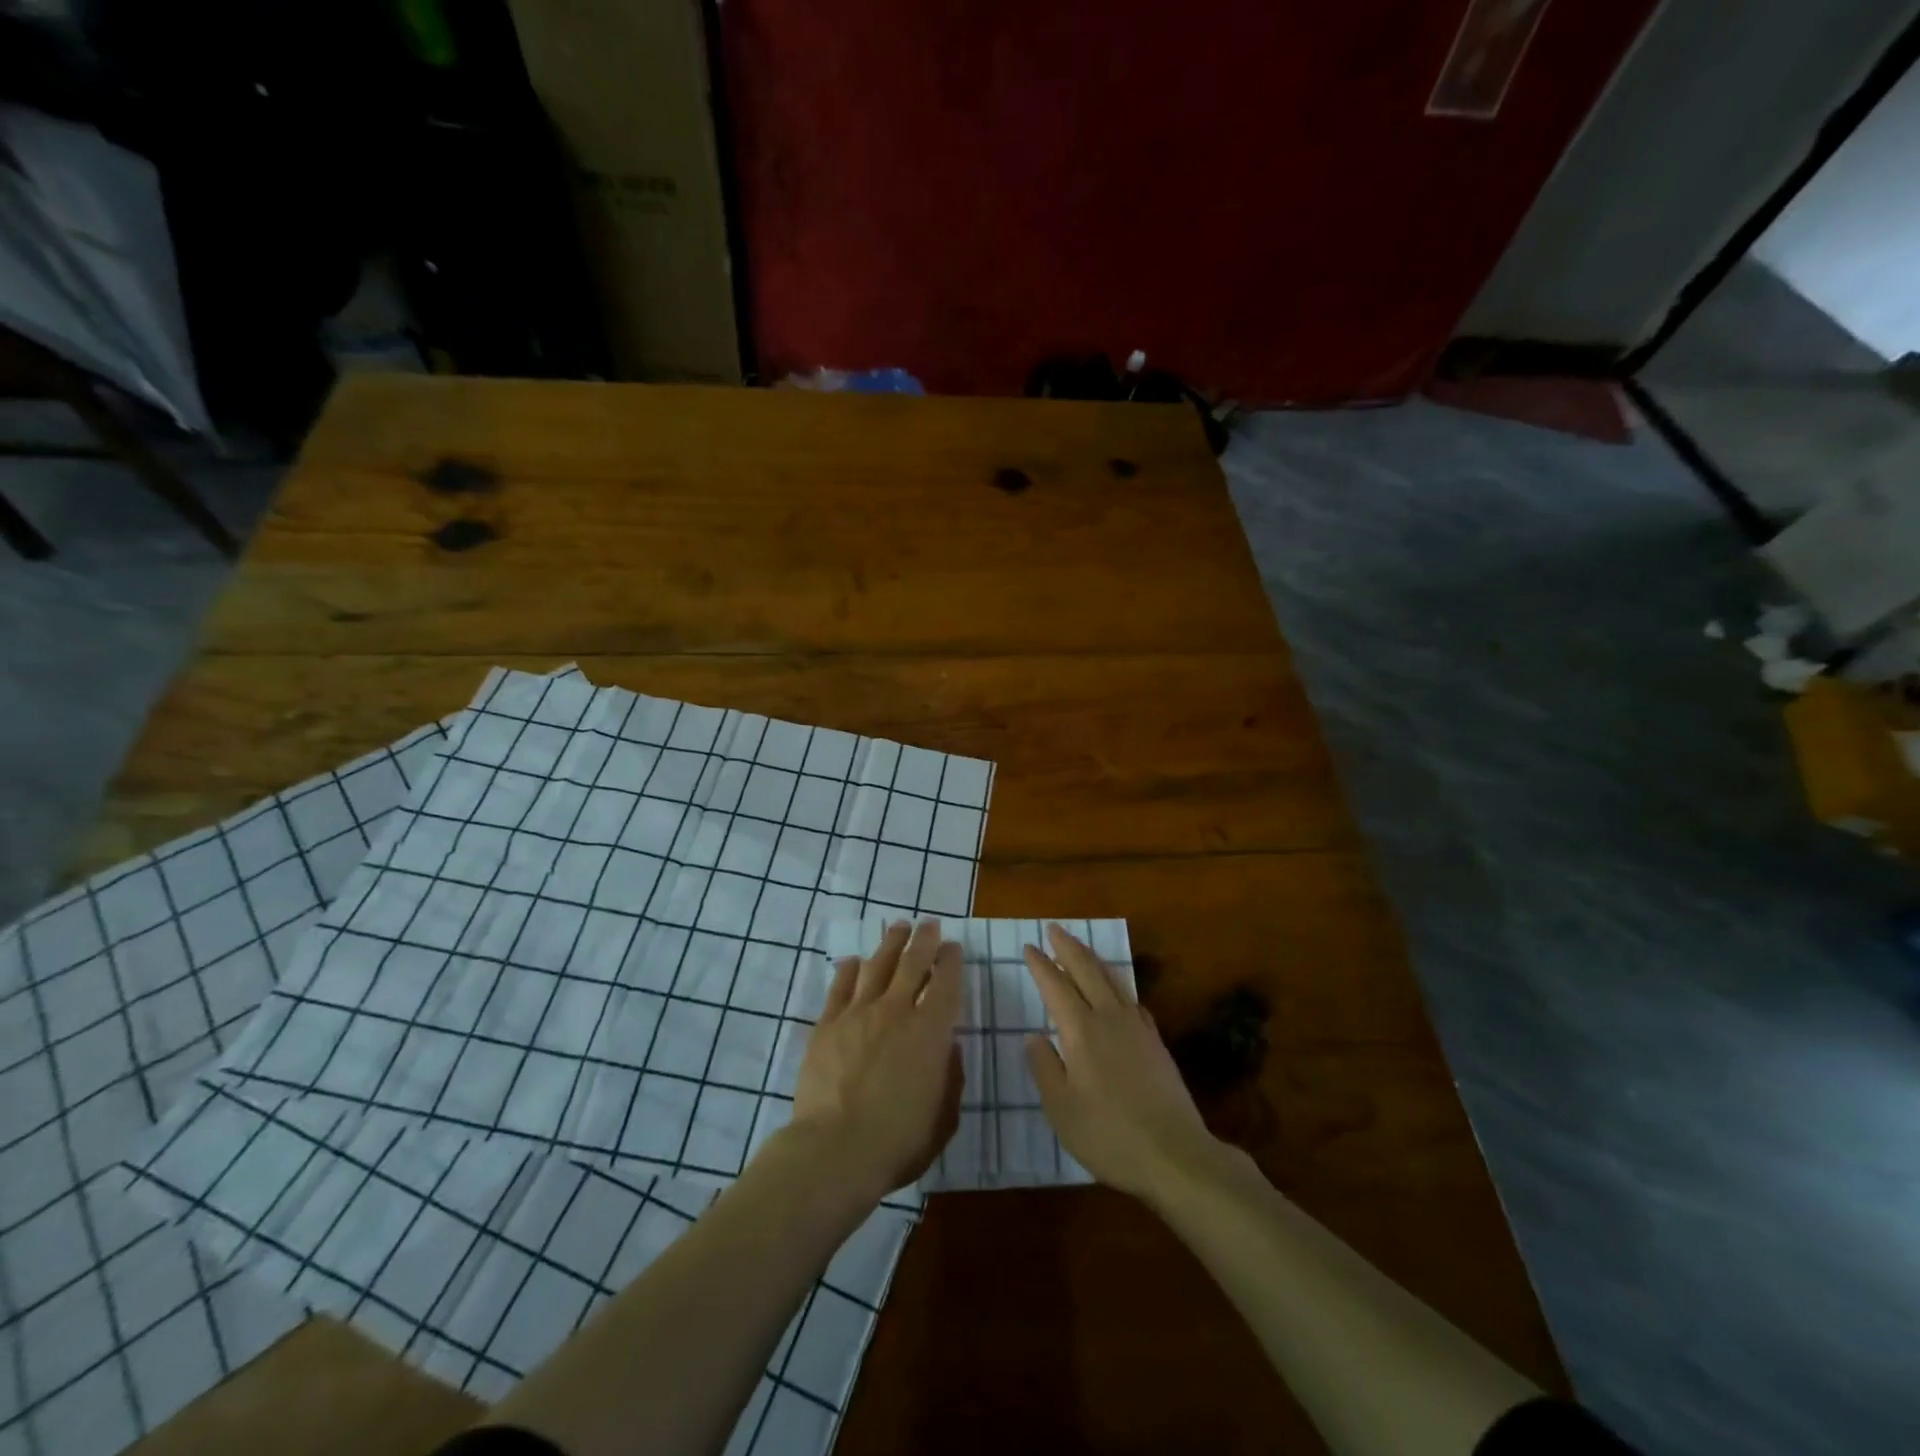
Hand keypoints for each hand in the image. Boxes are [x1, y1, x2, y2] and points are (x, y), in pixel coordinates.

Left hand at [791, 920, 963, 1201]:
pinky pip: (840, 987)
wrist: (835, 1150)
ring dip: (891, 944)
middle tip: (930, 924)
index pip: (946, 983)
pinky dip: (848, 970)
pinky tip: (853, 961)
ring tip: (898, 927)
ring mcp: (858, 1014)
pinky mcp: (827, 1025)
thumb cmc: (897, 1142)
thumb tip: (949, 1048)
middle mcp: (897, 1011)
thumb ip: (950, 1078)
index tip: (953, 947)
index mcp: (931, 1032)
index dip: (951, 961)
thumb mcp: (943, 1118)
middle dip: (924, 940)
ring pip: (877, 965)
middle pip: (912, 963)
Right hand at [1024, 923, 1219, 1201]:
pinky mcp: (1156, 1042)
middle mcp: (1109, 1018)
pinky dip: (1117, 984)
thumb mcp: (1061, 1109)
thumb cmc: (1109, 1135)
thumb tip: (1034, 1036)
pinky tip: (1117, 992)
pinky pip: (1132, 999)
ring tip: (1080, 948)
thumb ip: (1045, 1067)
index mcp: (1081, 1031)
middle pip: (1087, 970)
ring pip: (1112, 979)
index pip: (1056, 986)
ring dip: (1093, 959)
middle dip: (1068, 947)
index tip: (1029, 947)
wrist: (1176, 1154)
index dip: (1041, 965)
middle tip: (1054, 929)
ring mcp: (1137, 1028)